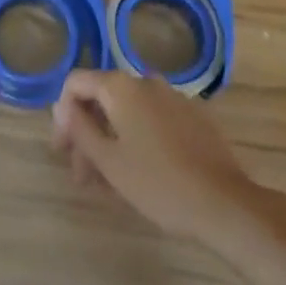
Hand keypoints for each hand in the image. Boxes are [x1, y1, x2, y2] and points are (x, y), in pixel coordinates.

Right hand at [51, 70, 264, 245]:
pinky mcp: (192, 115)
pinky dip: (137, 137)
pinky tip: (140, 172)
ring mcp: (172, 96)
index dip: (63, 115)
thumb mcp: (109, 161)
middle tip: (83, 175)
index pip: (76, 83)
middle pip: (103, 97)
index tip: (63, 151)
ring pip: (128, 111)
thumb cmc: (157, 183)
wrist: (224, 203)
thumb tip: (61, 106)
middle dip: (87, 132)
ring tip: (109, 181)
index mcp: (121, 86)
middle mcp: (145, 80)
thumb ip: (80, 128)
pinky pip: (152, 118)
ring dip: (111, 138)